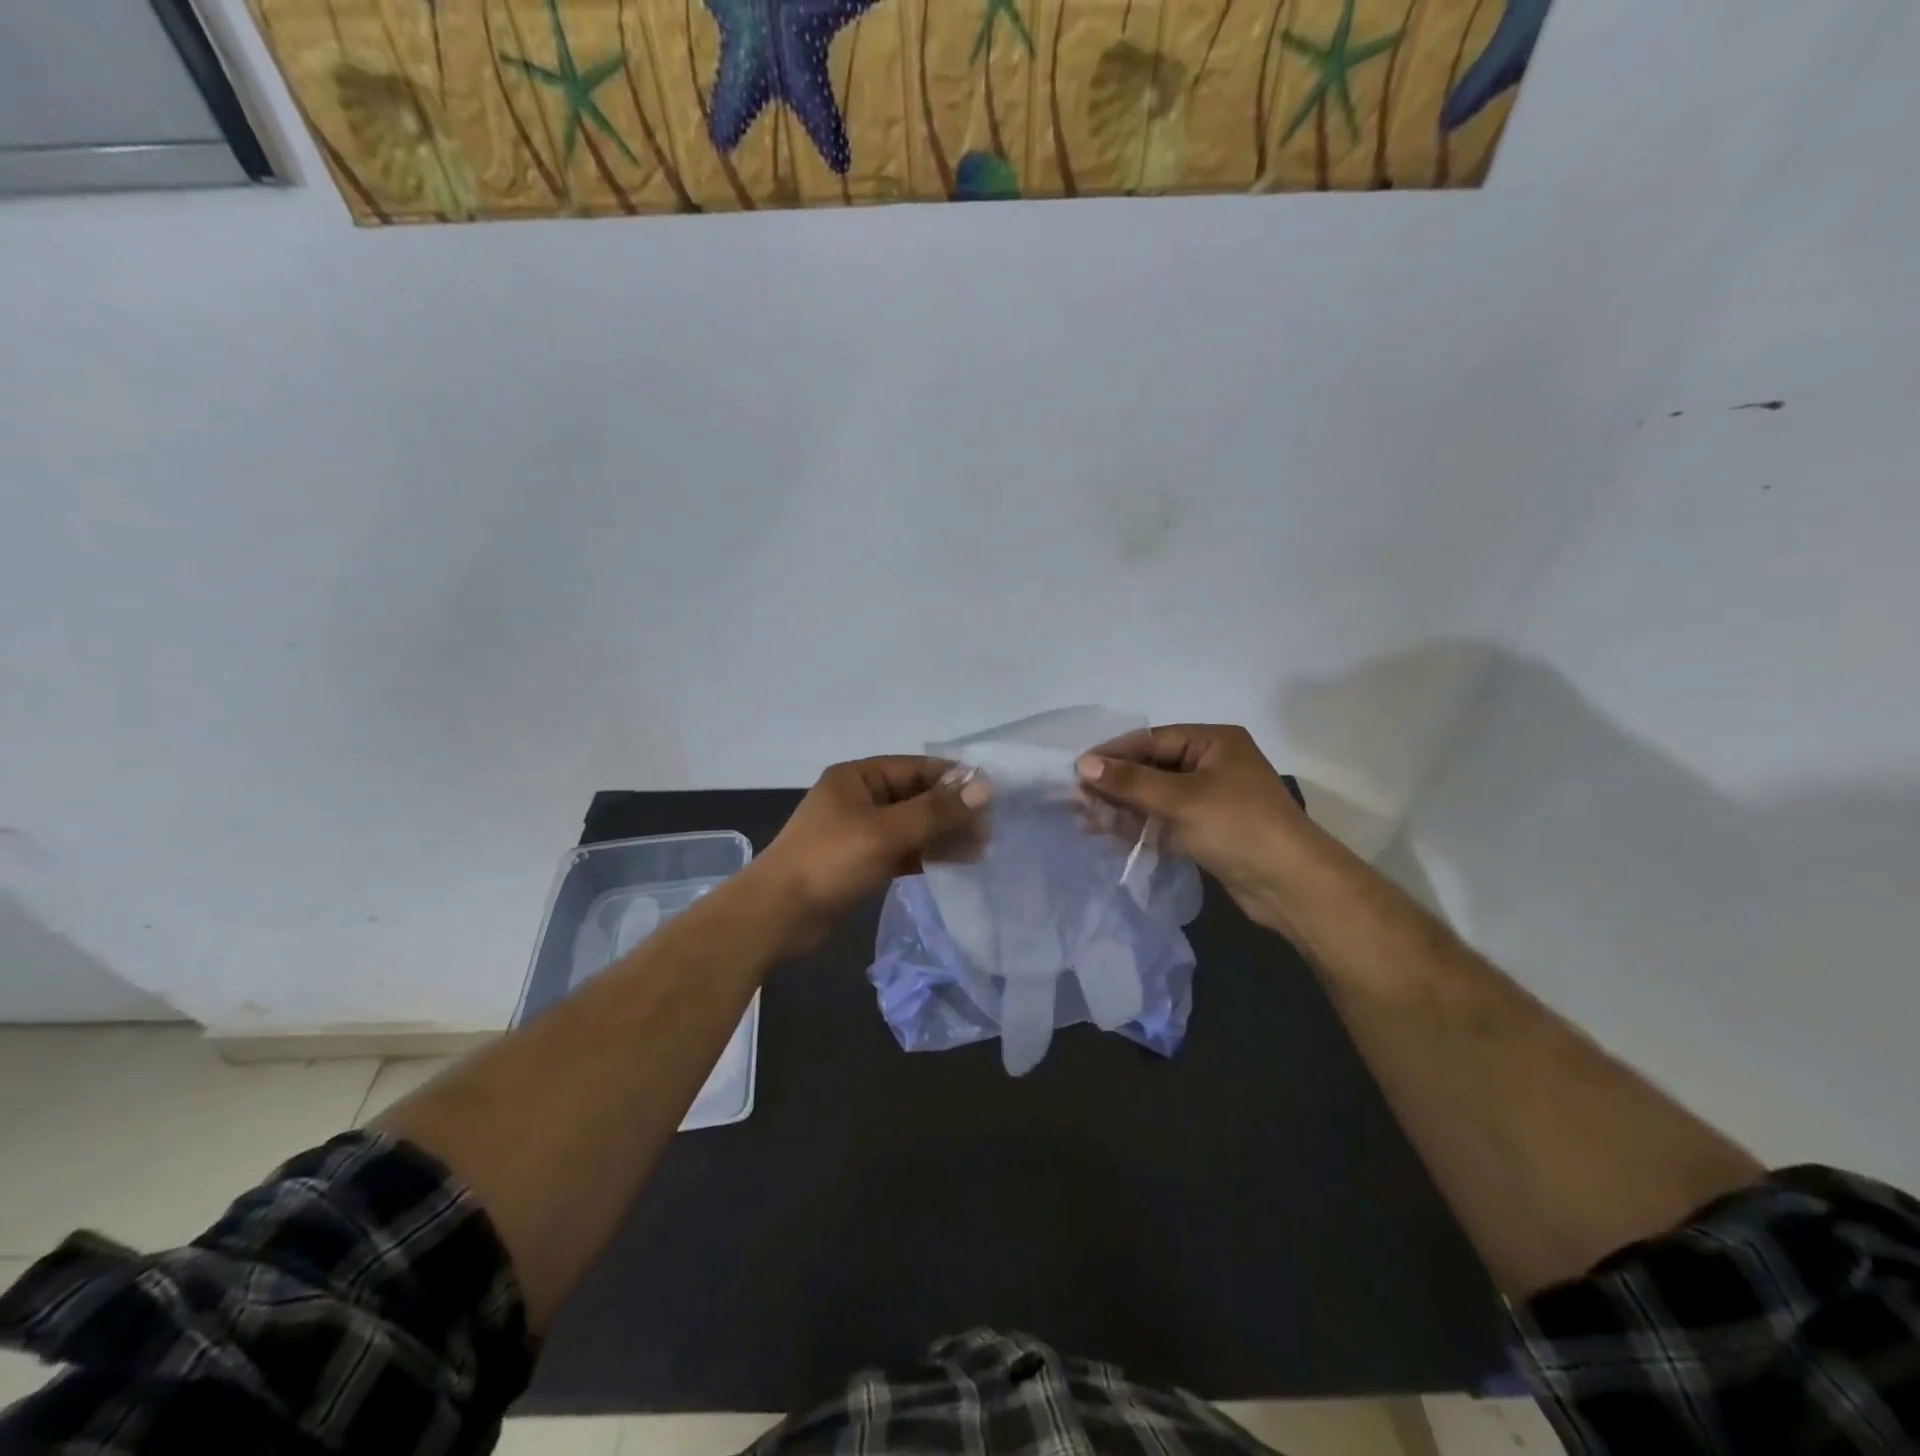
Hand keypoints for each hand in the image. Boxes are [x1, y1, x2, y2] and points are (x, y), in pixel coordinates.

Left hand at [749, 756, 988, 952]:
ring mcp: (858, 832)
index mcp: (858, 777)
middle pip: (915, 797)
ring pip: (909, 827)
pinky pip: (900, 851)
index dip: (953, 779)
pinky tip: (952, 864)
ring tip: (980, 849)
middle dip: (951, 812)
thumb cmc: (831, 860)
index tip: (991, 794)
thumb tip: (985, 787)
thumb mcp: (887, 831)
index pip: (916, 768)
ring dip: (941, 835)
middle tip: (989, 830)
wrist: (778, 914)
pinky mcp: (859, 862)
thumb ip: (937, 811)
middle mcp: (858, 798)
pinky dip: (924, 855)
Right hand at [1077, 724, 1317, 932]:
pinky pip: (1166, 820)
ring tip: (1085, 820)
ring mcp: (1211, 798)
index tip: (1076, 769)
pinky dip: (1140, 826)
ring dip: (1123, 807)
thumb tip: (1083, 764)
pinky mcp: (1208, 830)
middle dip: (1116, 784)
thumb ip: (1131, 782)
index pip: (1152, 740)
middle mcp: (1212, 764)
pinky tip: (1110, 835)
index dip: (1114, 754)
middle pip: (1153, 767)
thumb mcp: (1181, 799)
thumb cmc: (1238, 826)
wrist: (1292, 885)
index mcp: (1214, 742)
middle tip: (1077, 799)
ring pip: (1157, 796)